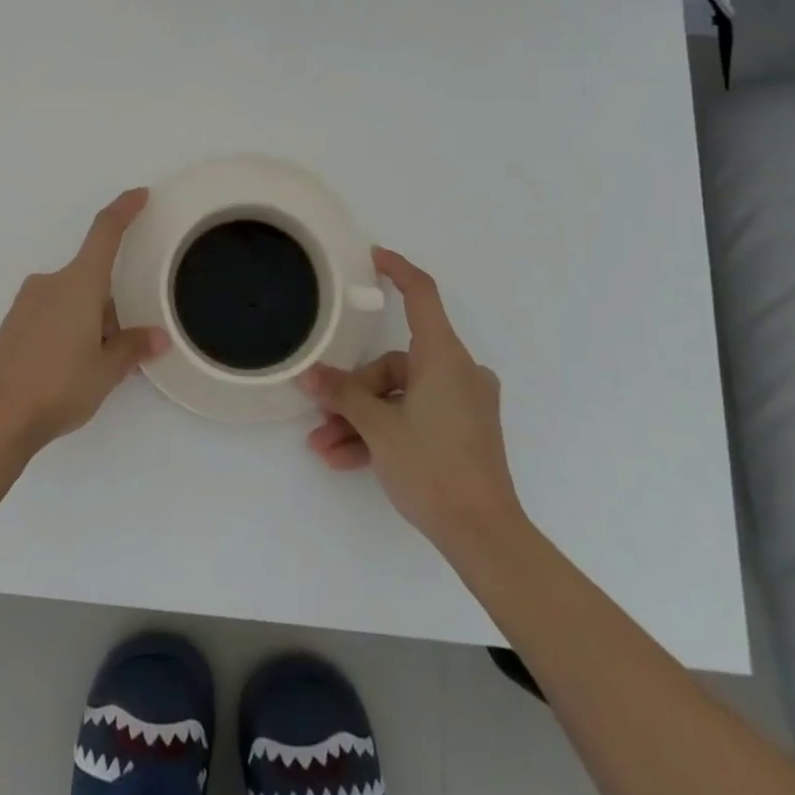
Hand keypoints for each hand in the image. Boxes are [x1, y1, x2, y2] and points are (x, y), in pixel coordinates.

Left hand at [0, 189, 168, 453]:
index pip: (105, 233)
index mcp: (79, 283)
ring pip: (71, 300)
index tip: (139, 194)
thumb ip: (132, 348)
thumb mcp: (106, 370)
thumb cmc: (58, 384)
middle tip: (121, 348)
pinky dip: (67, 331)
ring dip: (89, 322)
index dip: (124, 210)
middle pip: (91, 280)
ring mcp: (26, 303)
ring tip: (95, 368)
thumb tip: (157, 337)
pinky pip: (51, 316)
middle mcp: (51, 283)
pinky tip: (67, 370)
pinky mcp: (12, 325)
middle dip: (110, 307)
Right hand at [300, 247, 525, 559]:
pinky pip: (414, 415)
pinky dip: (384, 431)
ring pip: (400, 394)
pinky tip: (347, 459)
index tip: (372, 257)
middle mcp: (458, 371)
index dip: (397, 270)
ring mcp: (462, 402)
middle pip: (395, 362)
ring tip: (325, 448)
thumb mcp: (378, 428)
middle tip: (321, 414)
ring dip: (361, 419)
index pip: (422, 294)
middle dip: (354, 390)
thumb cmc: (433, 467)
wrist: (485, 536)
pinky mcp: (462, 429)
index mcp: (444, 357)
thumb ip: (342, 395)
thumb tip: (309, 374)